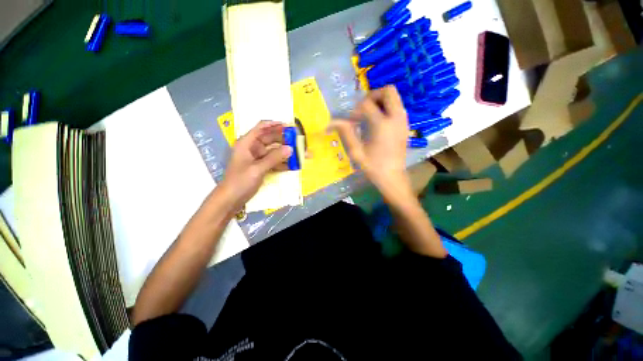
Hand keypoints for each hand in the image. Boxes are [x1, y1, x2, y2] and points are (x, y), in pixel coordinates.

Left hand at [219, 121, 291, 210]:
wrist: (231, 199)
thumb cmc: (240, 181)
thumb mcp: (257, 169)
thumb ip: (274, 158)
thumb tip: (290, 148)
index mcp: (247, 143)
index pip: (261, 127)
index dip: (275, 124)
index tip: (289, 126)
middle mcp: (253, 147)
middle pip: (270, 139)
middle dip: (285, 140)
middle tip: (299, 142)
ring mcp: (258, 158)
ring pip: (274, 151)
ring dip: (286, 153)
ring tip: (300, 154)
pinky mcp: (261, 167)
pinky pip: (274, 161)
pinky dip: (283, 163)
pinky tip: (293, 165)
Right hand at [330, 86, 410, 197]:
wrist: (393, 177)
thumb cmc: (373, 167)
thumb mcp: (356, 152)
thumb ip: (346, 133)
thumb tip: (332, 121)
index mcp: (382, 125)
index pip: (367, 104)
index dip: (356, 110)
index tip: (351, 121)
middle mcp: (396, 118)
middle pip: (388, 91)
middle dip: (373, 95)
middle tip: (362, 109)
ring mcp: (403, 121)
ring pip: (395, 97)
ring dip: (380, 101)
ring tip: (369, 114)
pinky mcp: (405, 125)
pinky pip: (397, 107)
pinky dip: (387, 107)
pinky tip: (378, 121)